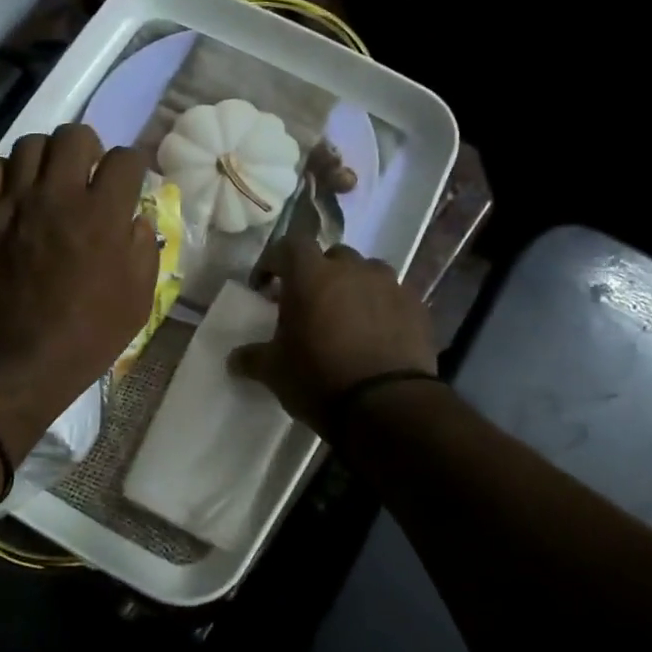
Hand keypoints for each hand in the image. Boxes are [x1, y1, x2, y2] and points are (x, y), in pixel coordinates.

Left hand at [0, 123, 158, 460]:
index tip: (128, 183)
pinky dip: (4, 173)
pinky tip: (14, 195)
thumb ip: (143, 248)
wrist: (17, 364)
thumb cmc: (86, 338)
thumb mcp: (138, 300)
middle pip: (75, 134)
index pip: (125, 158)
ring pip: (30, 144)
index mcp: (103, 215)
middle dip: (89, 149)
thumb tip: (134, 218)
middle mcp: (58, 196)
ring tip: (49, 183)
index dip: (132, 167)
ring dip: (47, 157)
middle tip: (87, 176)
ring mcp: (14, 203)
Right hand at [229, 239, 437, 432]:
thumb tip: (233, 359)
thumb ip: (252, 358)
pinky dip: (381, 307)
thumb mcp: (274, 372)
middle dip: (318, 273)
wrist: (388, 406)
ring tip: (347, 317)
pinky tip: (377, 334)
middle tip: (309, 302)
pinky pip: (394, 297)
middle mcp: (352, 269)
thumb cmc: (319, 379)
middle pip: (332, 256)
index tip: (265, 286)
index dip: (274, 261)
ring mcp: (390, 285)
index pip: (289, 245)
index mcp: (311, 275)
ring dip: (354, 287)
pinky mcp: (417, 307)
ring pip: (367, 273)